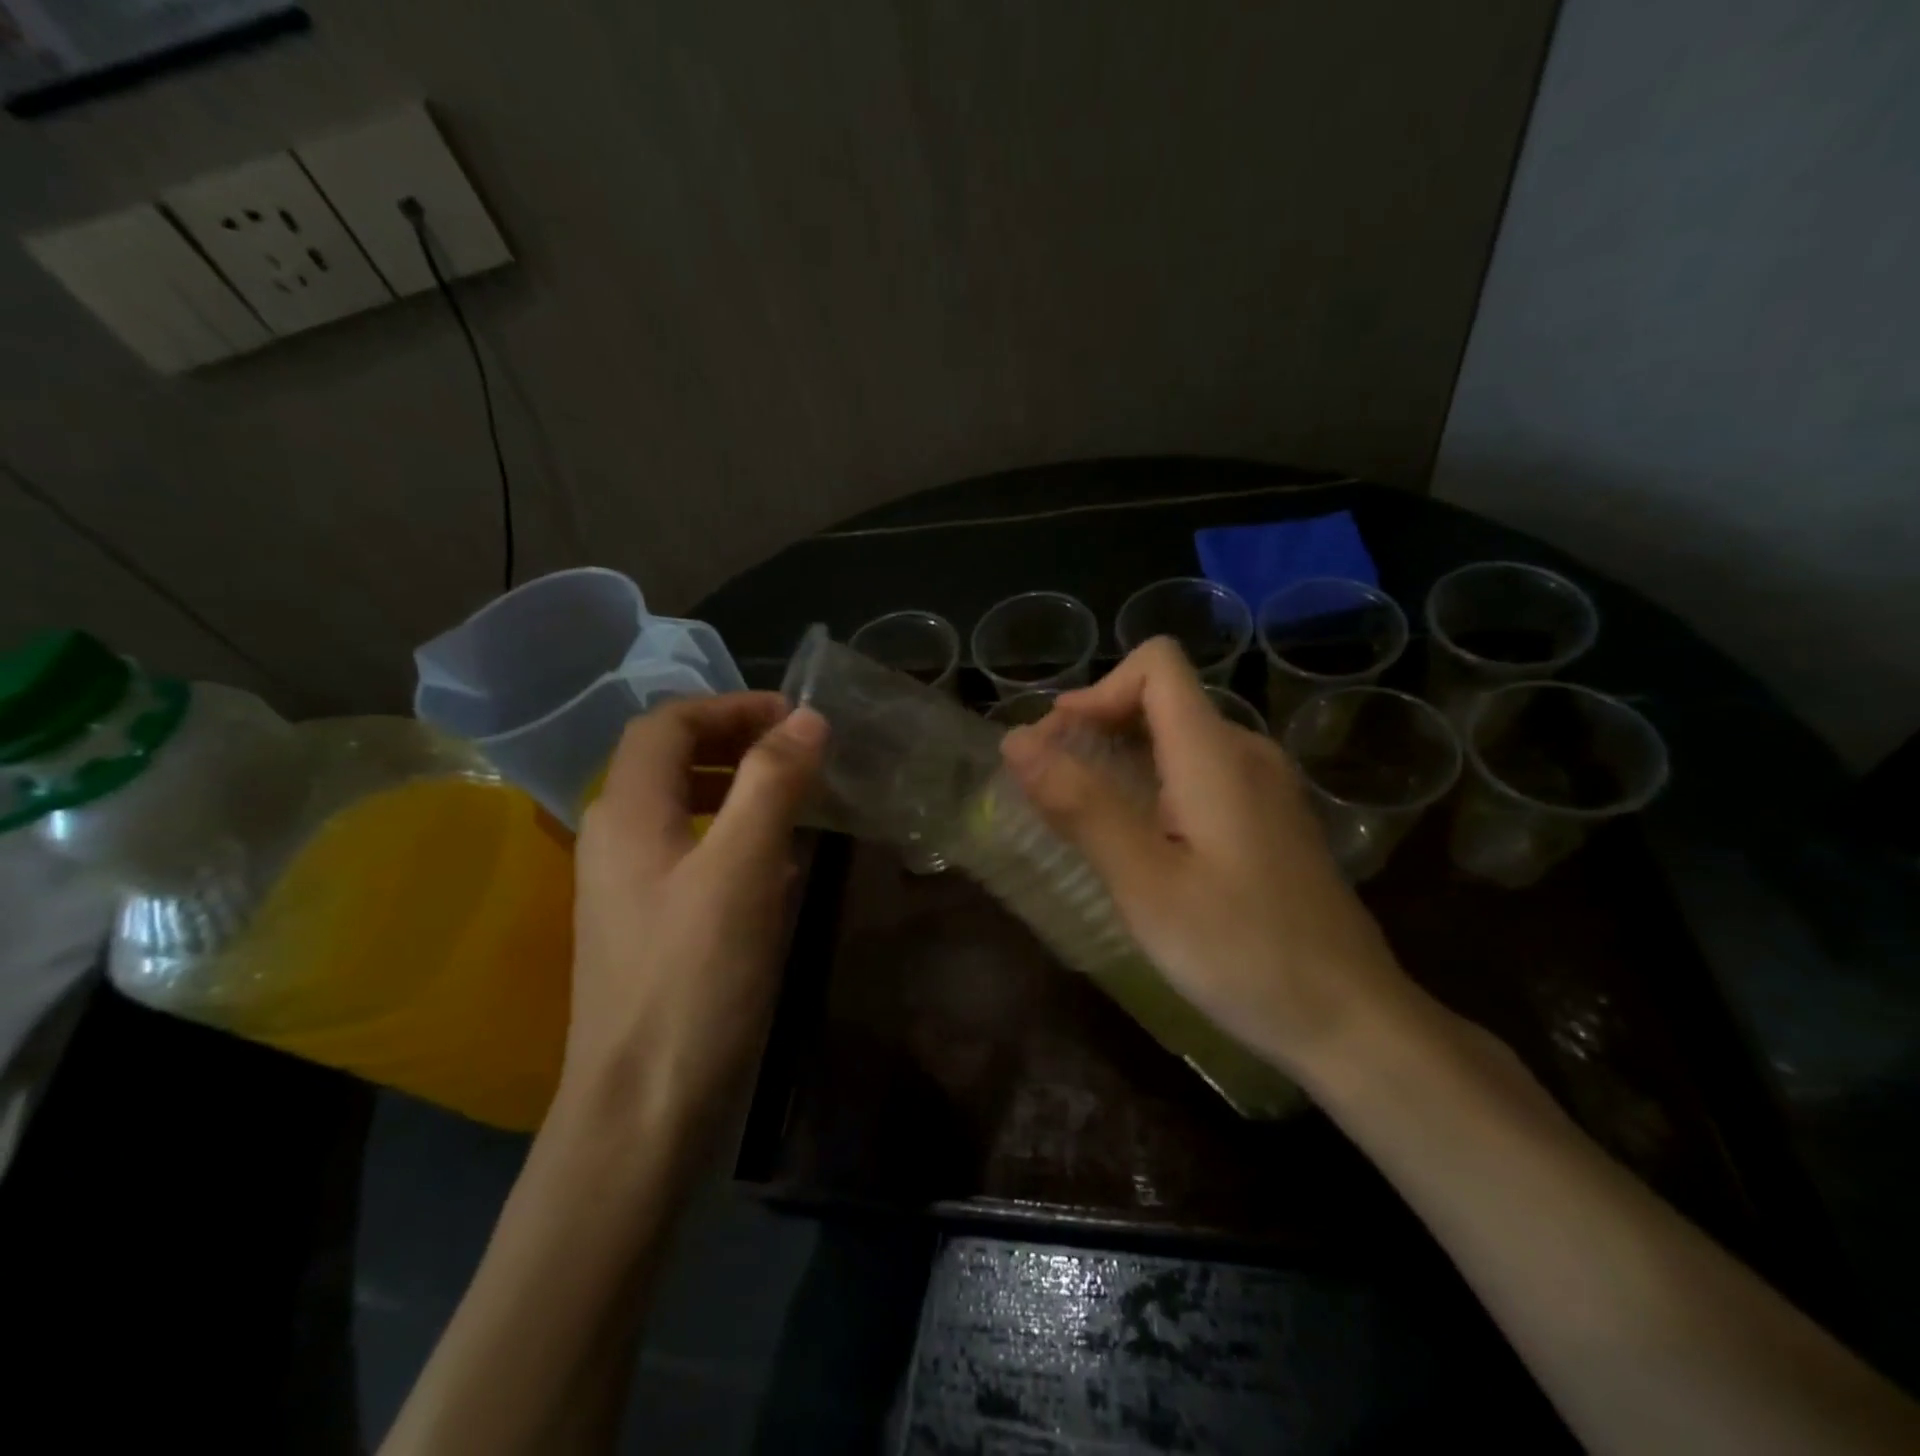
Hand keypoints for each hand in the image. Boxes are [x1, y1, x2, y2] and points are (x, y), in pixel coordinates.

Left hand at [560, 693, 825, 1138]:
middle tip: (799, 749)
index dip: (730, 706)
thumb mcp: (742, 869)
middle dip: (733, 738)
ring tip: (793, 794)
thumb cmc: (694, 981)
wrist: (642, 1109)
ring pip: (679, 804)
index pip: (667, 722)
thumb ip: (772, 784)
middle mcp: (614, 837)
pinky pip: (689, 849)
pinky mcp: (648, 923)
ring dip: (734, 783)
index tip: (794, 717)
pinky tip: (774, 861)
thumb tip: (807, 717)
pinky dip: (731, 831)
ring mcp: (627, 885)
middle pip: (667, 757)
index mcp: (626, 812)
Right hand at [1000, 638, 1417, 1079]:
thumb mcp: (1145, 883)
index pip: (1157, 665)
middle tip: (1051, 784)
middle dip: (1098, 724)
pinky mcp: (1270, 821)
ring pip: (1180, 737)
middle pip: (1164, 698)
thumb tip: (1016, 741)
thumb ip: (1081, 805)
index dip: (1098, 689)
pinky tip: (1138, 840)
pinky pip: (1201, 773)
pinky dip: (1153, 783)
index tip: (1056, 743)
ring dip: (1122, 756)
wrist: (1351, 1020)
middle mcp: (1246, 753)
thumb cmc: (1241, 951)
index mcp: (1216, 754)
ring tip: (1082, 812)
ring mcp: (1265, 787)